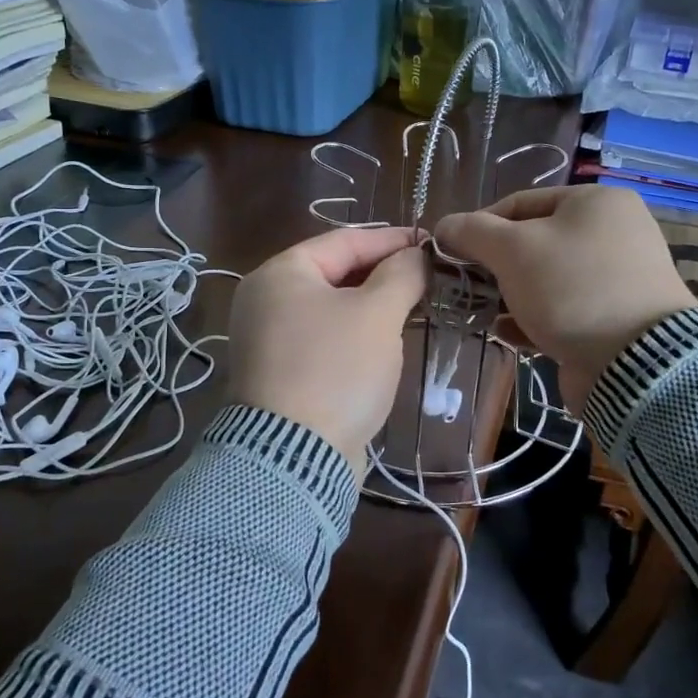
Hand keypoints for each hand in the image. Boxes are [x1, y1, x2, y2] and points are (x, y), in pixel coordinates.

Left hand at [225, 226, 428, 465]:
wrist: (295, 457)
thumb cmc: (336, 369)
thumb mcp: (377, 314)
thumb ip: (401, 275)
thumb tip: (416, 255)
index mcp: (281, 274)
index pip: (344, 241)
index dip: (391, 239)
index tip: (430, 243)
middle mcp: (266, 300)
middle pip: (335, 273)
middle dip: (384, 274)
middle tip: (427, 277)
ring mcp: (270, 339)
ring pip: (332, 309)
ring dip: (373, 306)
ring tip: (415, 306)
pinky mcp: (282, 373)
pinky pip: (325, 339)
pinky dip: (356, 335)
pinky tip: (387, 342)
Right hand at [436, 185, 693, 411]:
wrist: (636, 362)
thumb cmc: (571, 288)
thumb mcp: (512, 250)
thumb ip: (472, 232)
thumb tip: (444, 226)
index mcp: (596, 202)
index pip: (520, 203)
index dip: (480, 226)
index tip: (452, 252)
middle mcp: (613, 233)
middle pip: (534, 241)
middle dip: (495, 265)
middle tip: (466, 284)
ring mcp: (617, 278)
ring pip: (546, 279)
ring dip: (510, 294)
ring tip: (481, 311)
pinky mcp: (614, 318)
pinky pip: (563, 309)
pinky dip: (533, 318)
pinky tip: (507, 333)